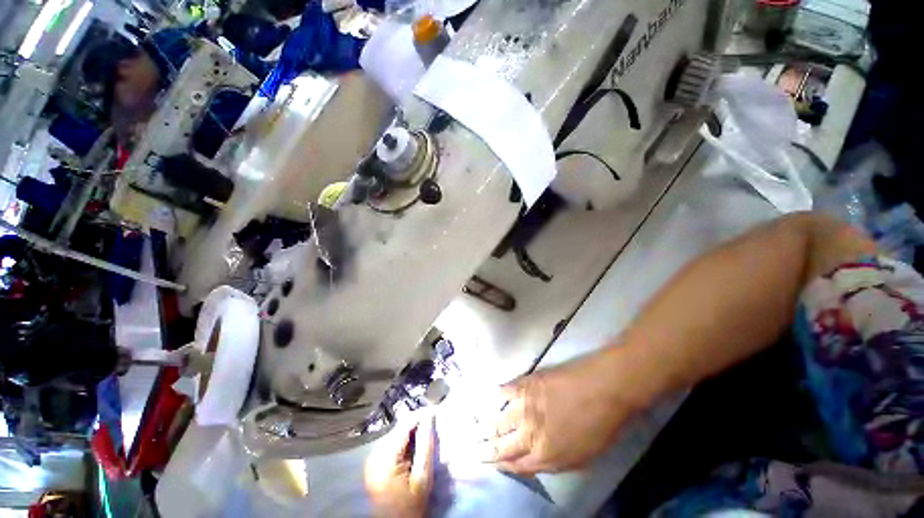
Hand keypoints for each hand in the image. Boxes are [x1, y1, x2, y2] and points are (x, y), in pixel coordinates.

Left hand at [364, 413, 434, 517]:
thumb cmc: (411, 506)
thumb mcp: (422, 478)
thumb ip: (425, 446)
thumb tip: (429, 417)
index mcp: (385, 459)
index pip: (404, 425)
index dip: (421, 414)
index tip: (436, 409)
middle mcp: (374, 455)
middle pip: (398, 427)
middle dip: (416, 421)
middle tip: (433, 419)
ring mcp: (371, 459)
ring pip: (395, 432)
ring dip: (410, 429)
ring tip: (426, 429)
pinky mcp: (373, 462)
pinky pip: (391, 442)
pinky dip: (403, 438)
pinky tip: (414, 442)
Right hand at [478, 351, 646, 474]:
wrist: (603, 388)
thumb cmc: (600, 426)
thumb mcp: (581, 457)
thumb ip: (553, 461)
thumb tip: (532, 460)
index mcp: (545, 456)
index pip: (515, 465)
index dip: (499, 466)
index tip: (486, 464)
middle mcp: (530, 434)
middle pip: (501, 446)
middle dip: (483, 450)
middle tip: (468, 450)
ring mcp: (526, 407)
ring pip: (499, 420)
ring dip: (484, 426)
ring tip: (471, 429)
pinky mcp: (526, 384)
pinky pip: (505, 392)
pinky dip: (496, 395)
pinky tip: (490, 397)